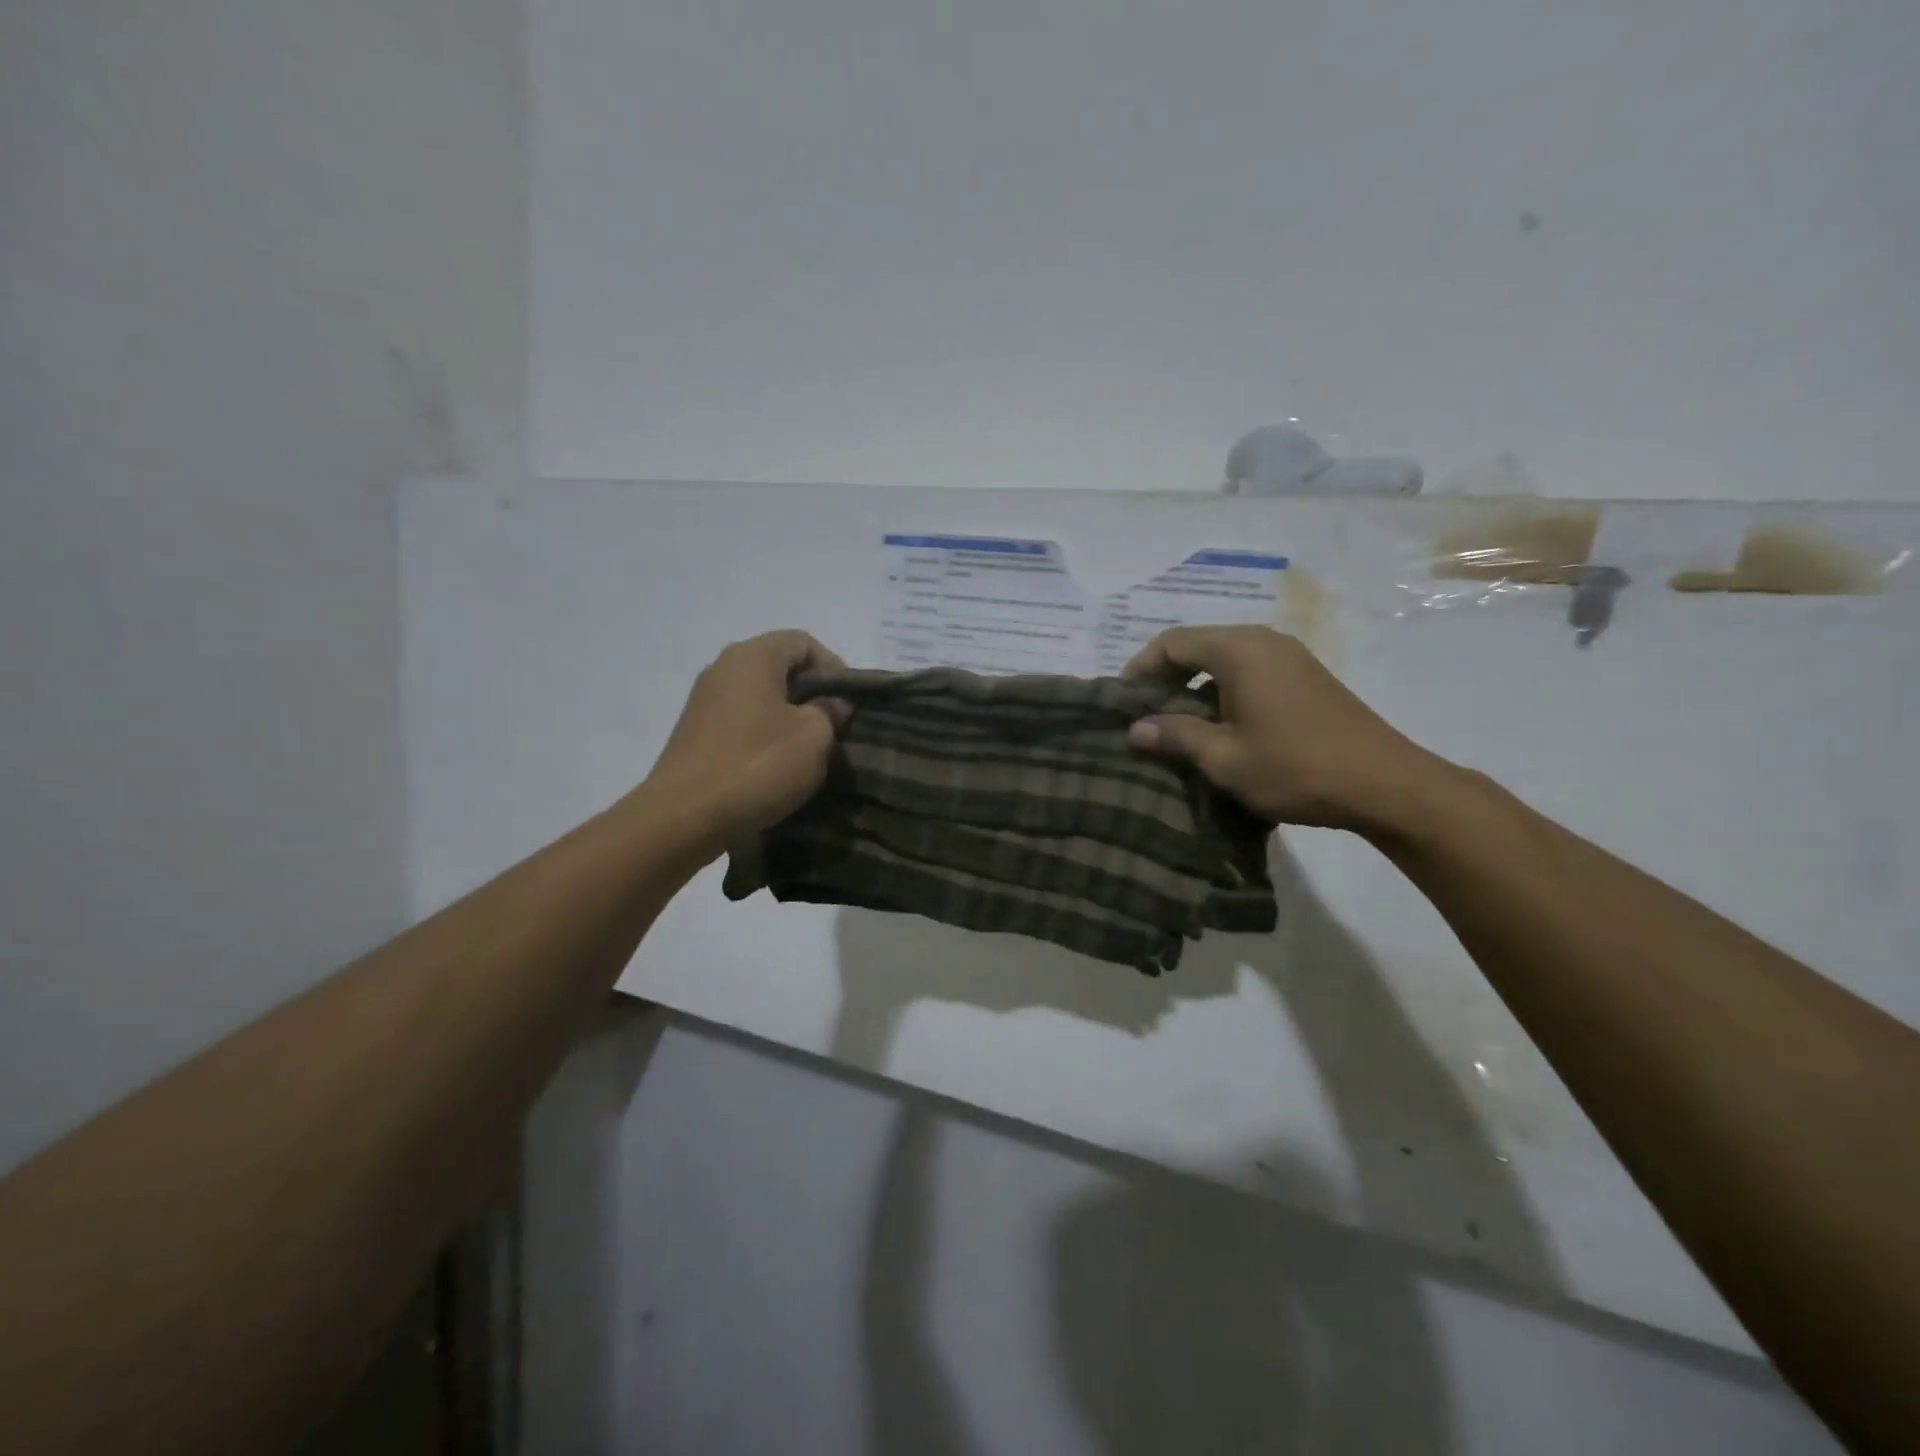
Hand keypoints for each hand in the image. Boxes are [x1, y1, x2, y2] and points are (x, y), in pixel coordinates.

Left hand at [645, 631, 850, 848]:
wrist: (684, 817)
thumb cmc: (757, 766)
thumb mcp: (814, 738)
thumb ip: (830, 712)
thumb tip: (831, 705)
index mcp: (753, 656)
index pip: (803, 642)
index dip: (833, 667)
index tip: (848, 703)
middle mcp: (723, 667)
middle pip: (779, 667)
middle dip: (811, 694)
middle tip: (834, 727)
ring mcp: (704, 701)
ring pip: (760, 696)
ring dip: (788, 718)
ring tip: (807, 750)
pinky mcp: (695, 732)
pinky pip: (741, 721)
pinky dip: (763, 735)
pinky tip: (775, 765)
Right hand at [1122, 626, 1444, 832]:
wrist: (1384, 784)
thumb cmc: (1294, 767)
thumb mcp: (1223, 757)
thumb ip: (1175, 735)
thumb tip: (1135, 729)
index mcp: (1238, 649)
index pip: (1171, 642)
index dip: (1140, 670)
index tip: (1123, 704)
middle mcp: (1263, 640)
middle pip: (1197, 646)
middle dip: (1165, 678)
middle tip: (1145, 716)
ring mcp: (1289, 655)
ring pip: (1224, 659)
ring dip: (1194, 686)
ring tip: (1178, 725)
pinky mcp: (1306, 675)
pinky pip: (1249, 670)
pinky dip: (1223, 690)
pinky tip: (1220, 725)